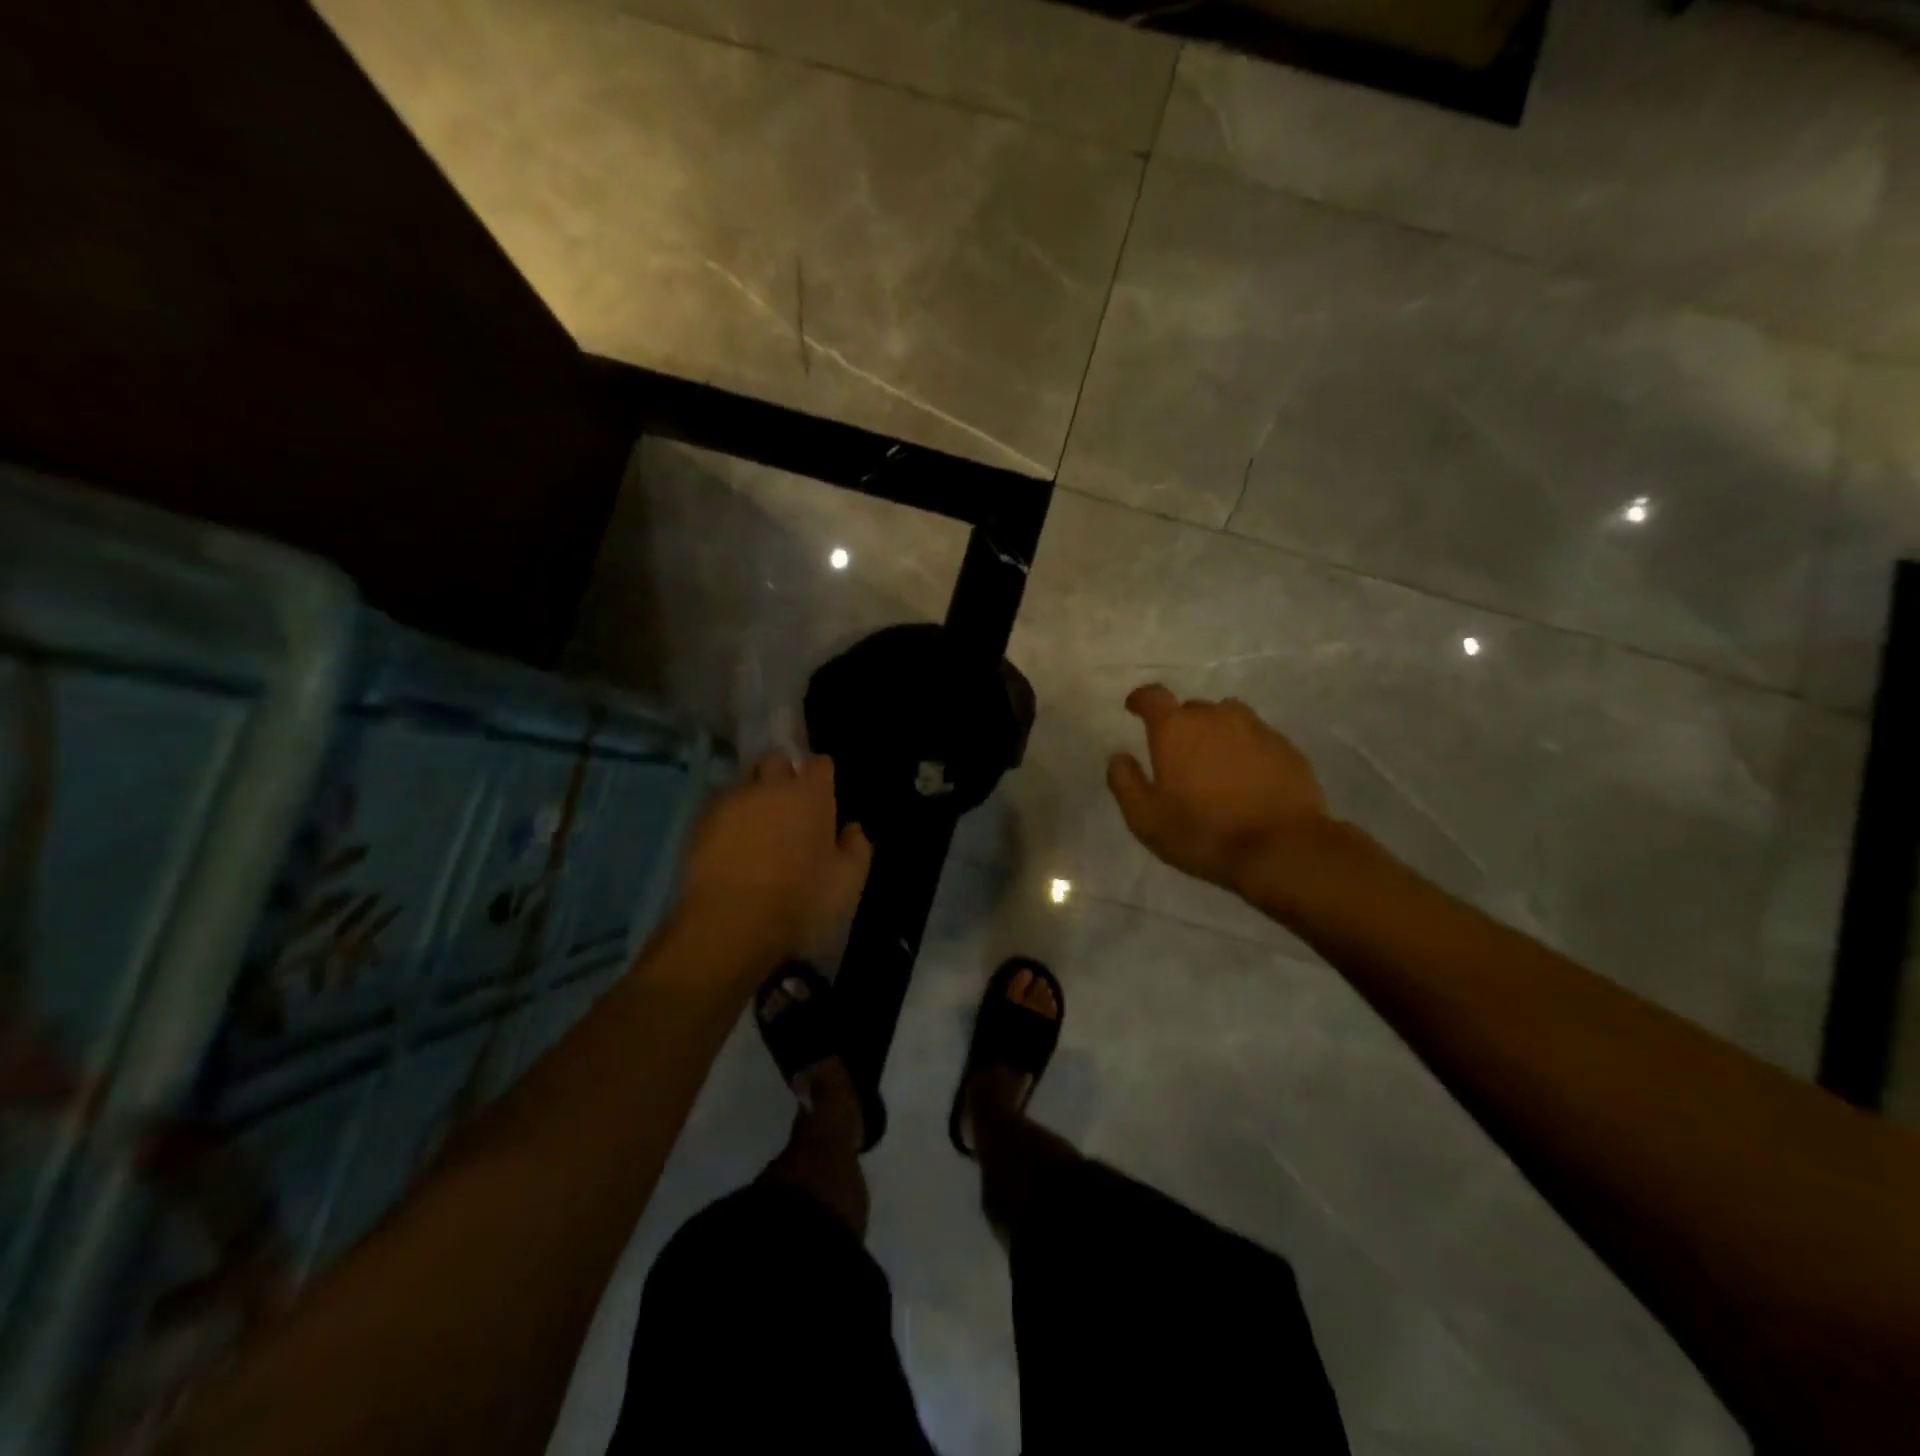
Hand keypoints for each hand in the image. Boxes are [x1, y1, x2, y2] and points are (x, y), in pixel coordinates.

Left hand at [682, 752, 872, 960]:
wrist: (733, 923)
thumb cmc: (801, 901)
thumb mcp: (847, 882)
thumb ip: (856, 848)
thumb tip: (852, 829)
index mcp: (811, 796)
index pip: (820, 763)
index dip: (821, 775)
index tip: (822, 792)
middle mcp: (771, 787)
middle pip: (777, 759)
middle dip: (783, 772)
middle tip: (788, 801)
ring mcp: (733, 800)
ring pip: (745, 779)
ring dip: (754, 792)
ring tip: (756, 819)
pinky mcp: (702, 820)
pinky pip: (720, 804)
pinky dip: (729, 814)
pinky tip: (731, 838)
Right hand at [1107, 684, 1329, 895]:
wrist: (1281, 848)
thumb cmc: (1203, 832)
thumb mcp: (1146, 818)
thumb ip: (1125, 782)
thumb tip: (1118, 757)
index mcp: (1176, 729)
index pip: (1153, 696)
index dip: (1141, 700)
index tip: (1134, 708)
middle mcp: (1215, 717)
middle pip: (1192, 708)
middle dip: (1181, 725)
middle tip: (1178, 755)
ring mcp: (1256, 729)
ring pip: (1228, 718)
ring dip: (1217, 733)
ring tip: (1215, 762)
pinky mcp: (1286, 748)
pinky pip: (1257, 738)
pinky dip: (1247, 750)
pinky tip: (1248, 778)